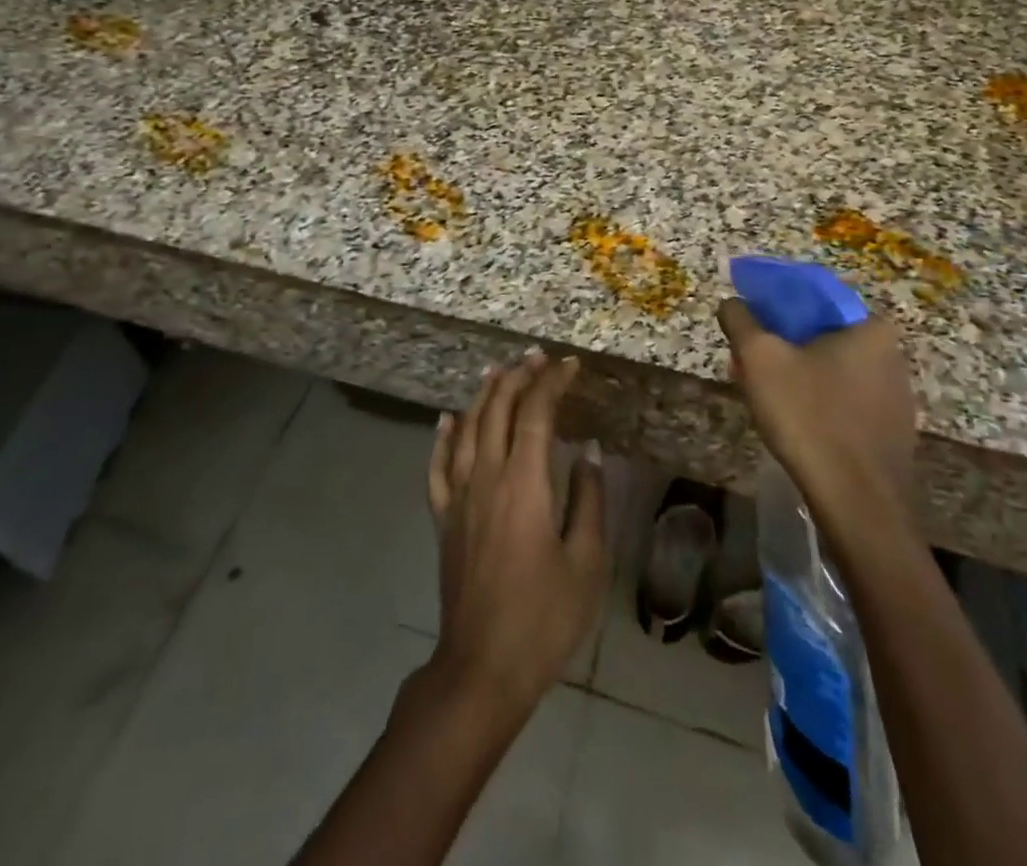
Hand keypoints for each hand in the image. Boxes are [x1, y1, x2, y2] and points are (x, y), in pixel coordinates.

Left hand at [426, 350, 608, 715]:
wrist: (482, 668)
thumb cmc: (544, 618)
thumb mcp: (586, 562)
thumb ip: (588, 500)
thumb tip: (588, 451)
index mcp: (524, 484)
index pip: (535, 414)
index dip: (552, 383)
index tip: (570, 365)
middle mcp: (486, 478)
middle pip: (497, 410)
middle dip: (518, 377)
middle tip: (537, 357)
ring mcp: (458, 497)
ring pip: (467, 429)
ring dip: (483, 395)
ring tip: (498, 371)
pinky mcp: (443, 519)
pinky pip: (438, 466)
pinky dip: (443, 437)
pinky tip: (447, 420)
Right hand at [717, 300, 917, 514]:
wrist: (858, 505)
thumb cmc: (809, 417)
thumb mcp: (759, 358)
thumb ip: (741, 320)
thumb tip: (732, 302)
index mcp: (870, 328)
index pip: (813, 298)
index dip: (773, 304)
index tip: (746, 323)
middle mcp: (893, 355)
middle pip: (821, 335)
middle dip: (782, 344)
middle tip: (748, 362)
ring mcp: (897, 397)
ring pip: (832, 370)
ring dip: (798, 375)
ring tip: (764, 394)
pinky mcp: (892, 432)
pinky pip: (845, 402)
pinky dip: (817, 402)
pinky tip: (793, 423)